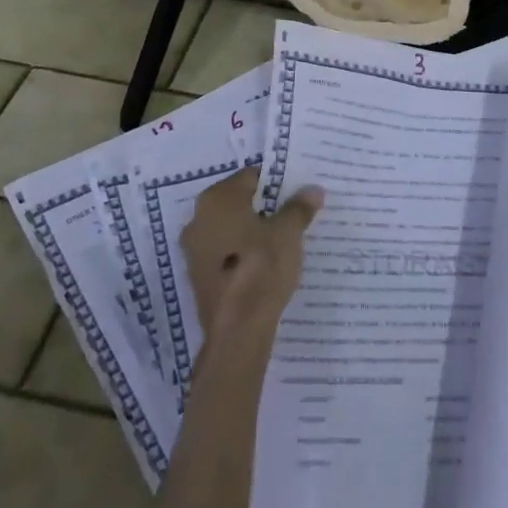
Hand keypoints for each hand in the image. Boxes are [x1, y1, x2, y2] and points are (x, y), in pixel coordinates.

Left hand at [181, 168, 323, 348]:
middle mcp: (198, 218)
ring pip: (231, 228)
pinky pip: (225, 252)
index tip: (297, 191)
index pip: (250, 176)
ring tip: (284, 237)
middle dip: (265, 205)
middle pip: (238, 201)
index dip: (276, 181)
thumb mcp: (288, 233)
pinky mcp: (198, 275)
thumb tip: (313, 189)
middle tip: (294, 212)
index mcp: (217, 199)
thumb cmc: (261, 268)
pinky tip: (265, 262)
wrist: (237, 331)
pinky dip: (243, 251)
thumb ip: (299, 208)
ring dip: (253, 229)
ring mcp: (194, 249)